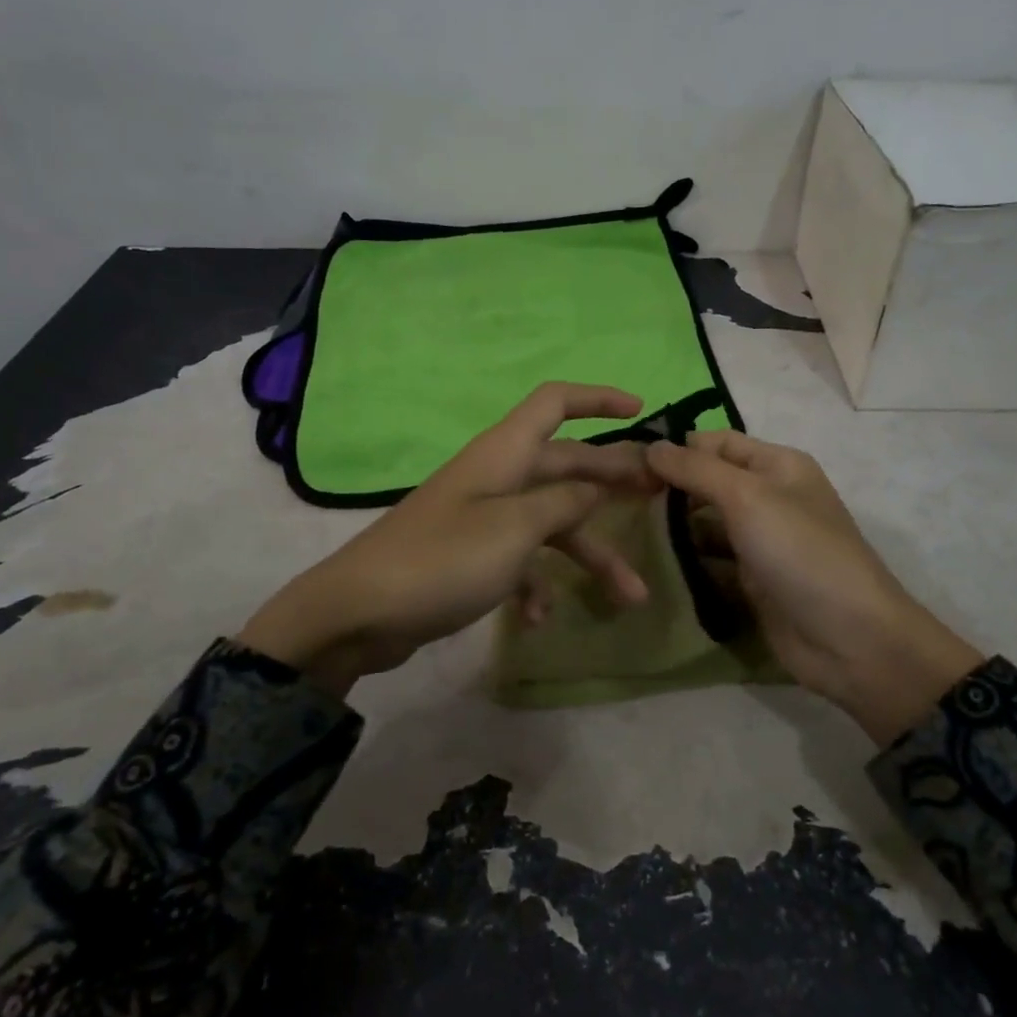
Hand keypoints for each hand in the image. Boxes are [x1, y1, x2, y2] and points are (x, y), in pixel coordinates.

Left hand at [239, 383, 658, 695]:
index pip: (555, 403)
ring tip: (630, 595)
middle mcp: (497, 477)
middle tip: (659, 497)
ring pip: (551, 522)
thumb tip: (595, 486)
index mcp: (504, 454)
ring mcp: (482, 517)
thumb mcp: (515, 529)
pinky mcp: (470, 555)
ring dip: (589, 555)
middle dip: (612, 482)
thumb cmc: (442, 559)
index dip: (598, 399)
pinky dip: (537, 585)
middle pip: (565, 465)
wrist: (357, 613)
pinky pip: (520, 560)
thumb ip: (563, 503)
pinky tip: (540, 618)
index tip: (641, 411)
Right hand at [646, 430, 981, 745]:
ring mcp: (761, 540)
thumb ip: (696, 469)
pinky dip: (687, 558)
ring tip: (625, 527)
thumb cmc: (800, 552)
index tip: (627, 462)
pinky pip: (712, 559)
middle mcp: (770, 496)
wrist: (850, 639)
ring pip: (707, 521)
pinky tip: (653, 560)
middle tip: (618, 497)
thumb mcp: (747, 497)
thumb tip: (651, 445)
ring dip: (674, 524)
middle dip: (670, 486)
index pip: (716, 442)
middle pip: (710, 480)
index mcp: (777, 465)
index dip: (676, 447)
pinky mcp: (753, 579)